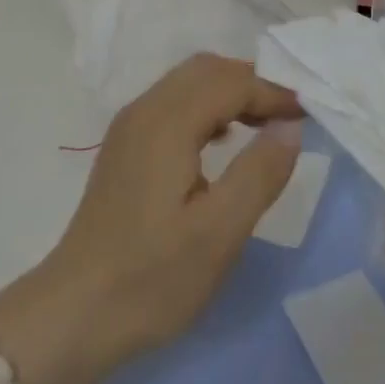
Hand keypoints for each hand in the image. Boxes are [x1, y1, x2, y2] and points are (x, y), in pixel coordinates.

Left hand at [0, 54, 301, 383]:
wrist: (74, 313)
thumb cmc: (151, 278)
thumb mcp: (219, 234)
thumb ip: (259, 174)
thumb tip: (290, 125)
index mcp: (167, 122)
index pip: (230, 82)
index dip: (272, 91)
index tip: (309, 113)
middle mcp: (145, 109)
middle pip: (206, 70)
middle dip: (252, 83)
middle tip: (289, 117)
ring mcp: (129, 126)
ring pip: (188, 84)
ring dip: (229, 92)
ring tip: (265, 126)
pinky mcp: (125, 146)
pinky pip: (173, 103)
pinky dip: (207, 107)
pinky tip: (223, 141)